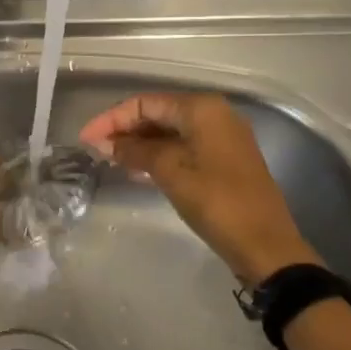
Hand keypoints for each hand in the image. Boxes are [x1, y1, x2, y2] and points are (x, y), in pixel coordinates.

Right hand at [79, 92, 321, 279]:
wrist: (265, 246)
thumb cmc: (216, 202)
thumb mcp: (170, 172)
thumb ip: (135, 151)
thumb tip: (104, 143)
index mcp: (201, 108)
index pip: (145, 103)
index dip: (111, 119)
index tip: (85, 139)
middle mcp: (214, 114)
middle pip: (157, 113)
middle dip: (124, 130)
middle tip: (94, 150)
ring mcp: (222, 137)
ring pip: (169, 131)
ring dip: (139, 143)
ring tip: (110, 160)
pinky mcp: (224, 159)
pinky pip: (183, 146)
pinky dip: (158, 154)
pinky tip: (137, 169)